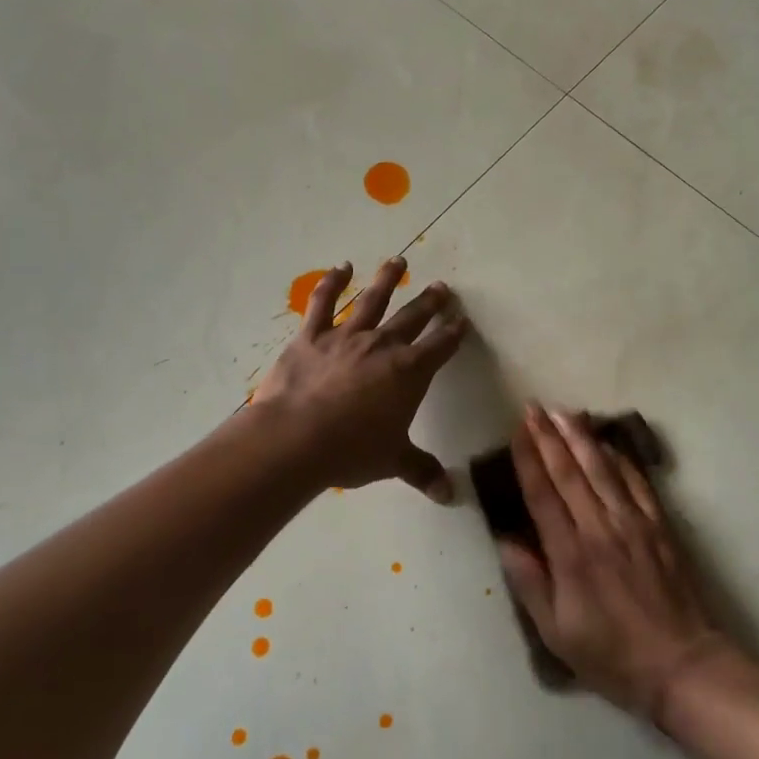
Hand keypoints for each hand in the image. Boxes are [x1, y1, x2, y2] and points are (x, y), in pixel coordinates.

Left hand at [251, 258, 466, 500]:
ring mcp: (346, 337)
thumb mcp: (393, 461)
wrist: (296, 438)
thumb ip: (421, 471)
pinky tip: (341, 267)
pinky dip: (332, 283)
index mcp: (409, 372)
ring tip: (398, 261)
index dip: (453, 333)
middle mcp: (383, 346)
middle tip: (442, 287)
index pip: (440, 347)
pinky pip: (323, 303)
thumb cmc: (352, 450)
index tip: (462, 320)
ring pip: (372, 301)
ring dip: (387, 280)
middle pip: (413, 318)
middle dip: (429, 302)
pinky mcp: (311, 336)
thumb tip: (449, 496)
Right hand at [498, 406, 726, 717]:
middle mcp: (600, 529)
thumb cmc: (611, 655)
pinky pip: (637, 482)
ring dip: (581, 437)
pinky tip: (608, 443)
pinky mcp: (659, 527)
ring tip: (564, 412)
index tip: (518, 430)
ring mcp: (634, 524)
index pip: (543, 494)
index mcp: (570, 555)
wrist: (682, 664)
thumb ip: (530, 583)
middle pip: (570, 472)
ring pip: (603, 469)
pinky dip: (620, 458)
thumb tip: (506, 539)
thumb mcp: (556, 633)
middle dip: (549, 436)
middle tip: (534, 407)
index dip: (529, 458)